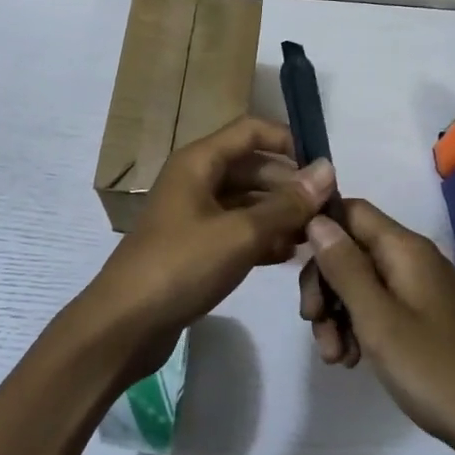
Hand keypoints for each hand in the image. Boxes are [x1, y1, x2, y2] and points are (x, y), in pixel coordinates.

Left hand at [76, 117, 334, 376]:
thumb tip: (327, 169)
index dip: (289, 142)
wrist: (126, 323)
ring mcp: (193, 215)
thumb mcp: (241, 233)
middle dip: (289, 186)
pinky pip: (235, 231)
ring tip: (315, 238)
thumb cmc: (182, 266)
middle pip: (251, 168)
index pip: (251, 131)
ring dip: (279, 216)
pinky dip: (261, 239)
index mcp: (198, 162)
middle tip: (328, 213)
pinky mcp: (194, 248)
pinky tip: (289, 257)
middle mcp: (195, 180)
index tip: (325, 171)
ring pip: (246, 203)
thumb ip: (287, 204)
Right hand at [299, 199, 454, 454]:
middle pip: (350, 250)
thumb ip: (344, 267)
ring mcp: (421, 290)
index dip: (318, 229)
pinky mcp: (425, 318)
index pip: (349, 211)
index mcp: (405, 249)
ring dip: (337, 313)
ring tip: (335, 357)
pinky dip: (359, 327)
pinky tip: (353, 360)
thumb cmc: (436, 371)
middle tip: (311, 324)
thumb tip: (316, 219)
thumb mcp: (378, 319)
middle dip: (323, 284)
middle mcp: (413, 260)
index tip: (293, 266)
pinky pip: (380, 307)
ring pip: (360, 283)